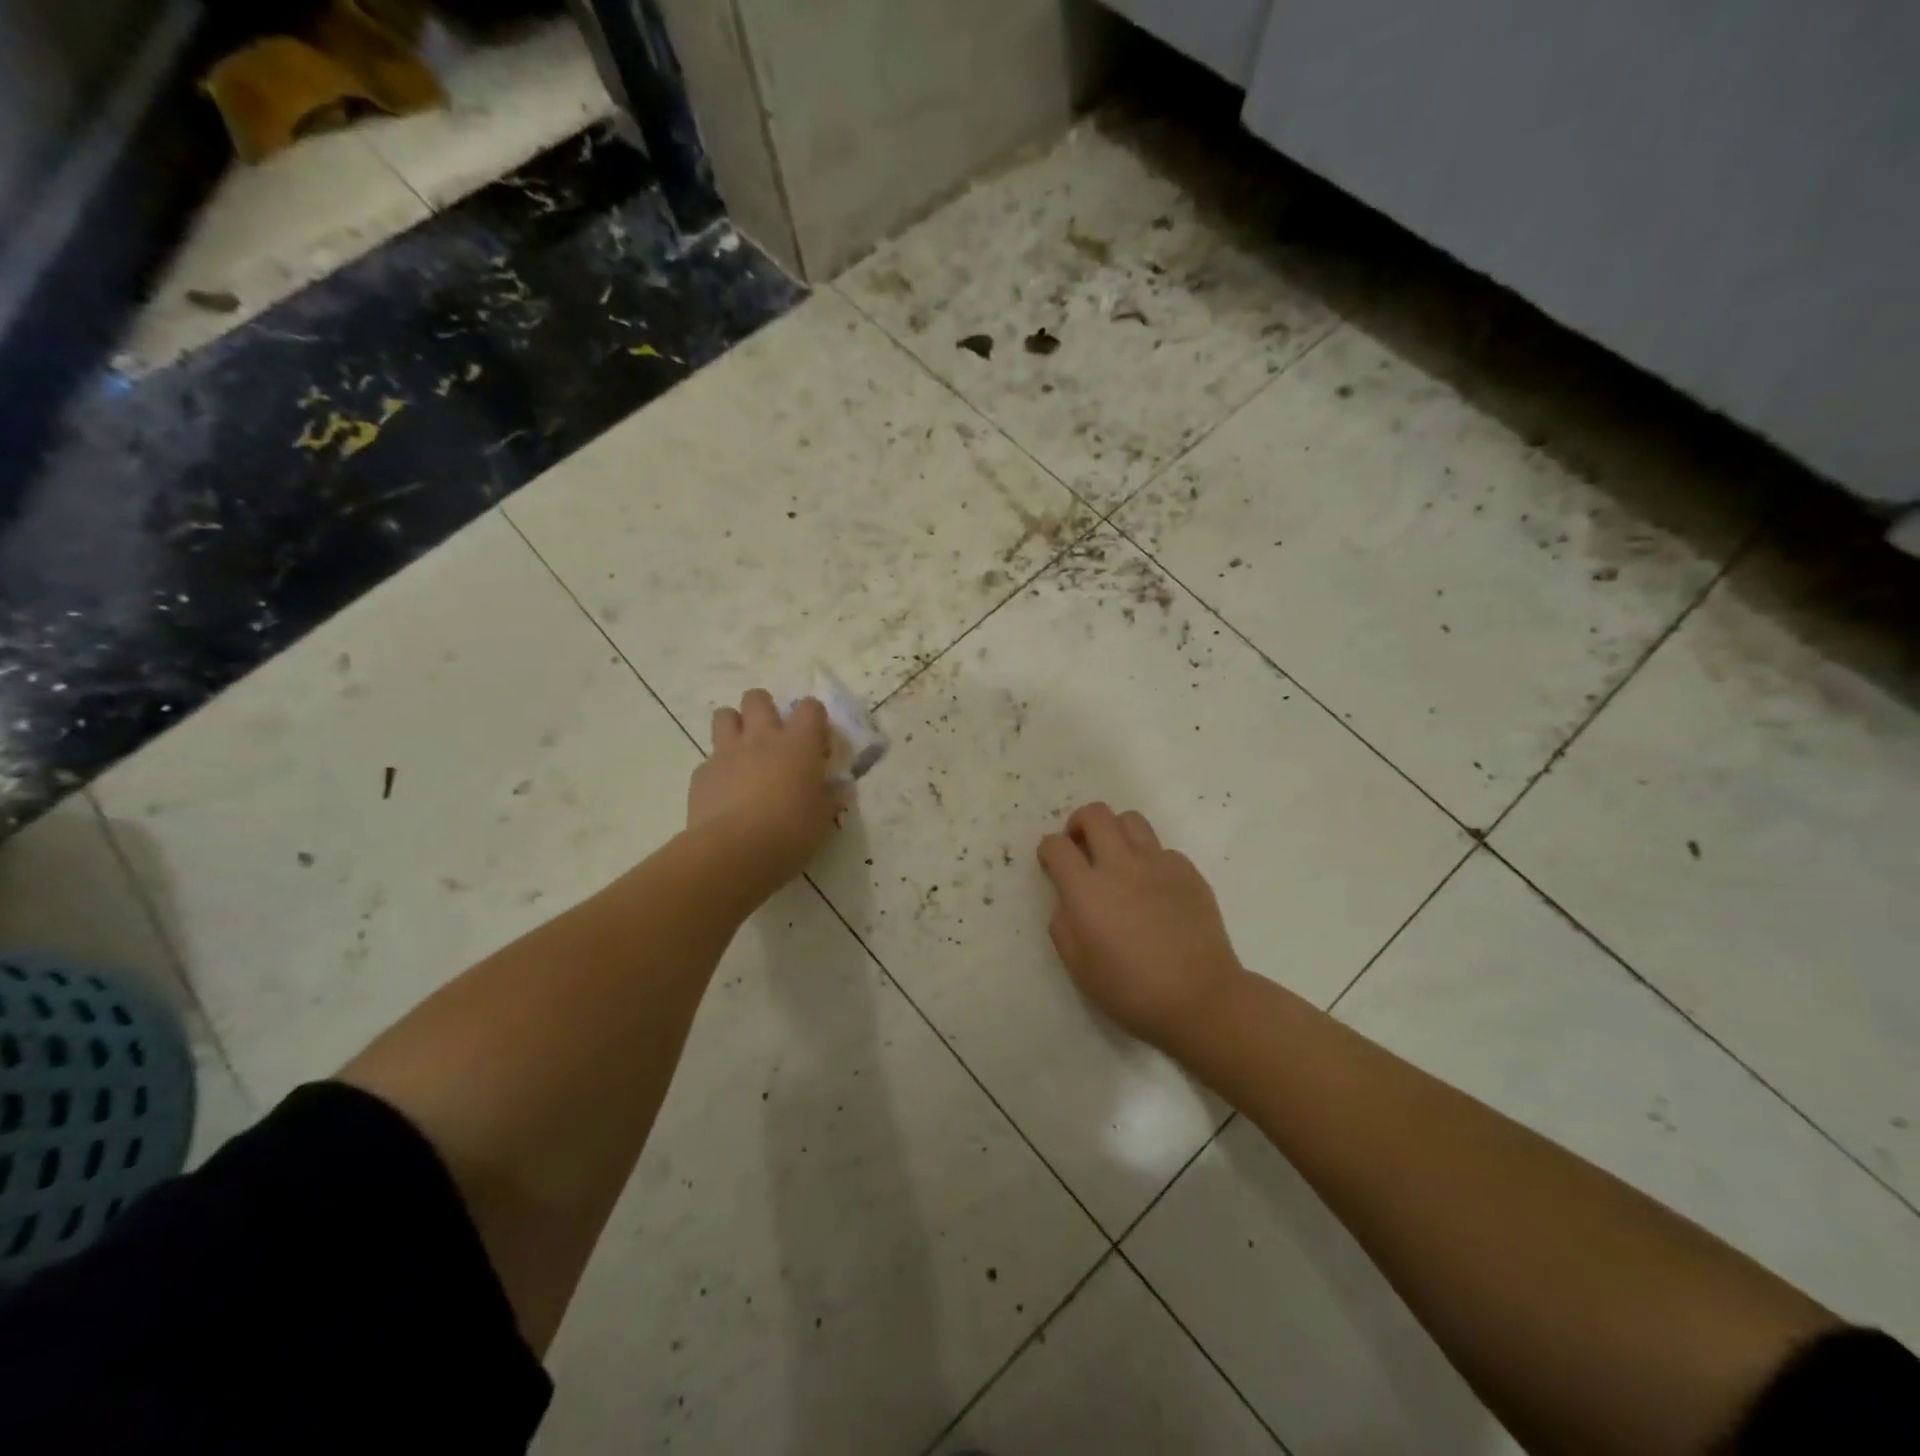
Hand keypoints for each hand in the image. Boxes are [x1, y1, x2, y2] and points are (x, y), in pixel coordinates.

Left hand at [688, 690, 844, 891]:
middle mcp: (762, 738)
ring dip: (734, 726)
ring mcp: (727, 753)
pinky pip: (709, 759)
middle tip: (771, 736)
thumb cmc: (790, 833)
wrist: (734, 852)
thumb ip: (829, 798)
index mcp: (799, 745)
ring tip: (743, 751)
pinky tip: (724, 792)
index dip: (813, 717)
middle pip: (757, 698)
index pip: (810, 707)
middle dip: (764, 709)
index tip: (815, 739)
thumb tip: (839, 790)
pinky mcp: (702, 774)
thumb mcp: (822, 818)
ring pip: (724, 715)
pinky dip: (718, 769)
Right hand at [1037, 803, 1244, 1049]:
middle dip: (1079, 824)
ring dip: (1115, 831)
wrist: (1201, 998)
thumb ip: (1063, 923)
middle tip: (1081, 846)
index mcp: (1087, 890)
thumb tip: (1069, 899)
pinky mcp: (1188, 870)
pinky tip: (1153, 888)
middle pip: (1094, 814)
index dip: (1048, 850)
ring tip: (1117, 857)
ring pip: (1130, 819)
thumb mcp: (1078, 966)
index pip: (1056, 846)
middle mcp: (1120, 865)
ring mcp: (1158, 863)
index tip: (1052, 863)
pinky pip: (1161, 848)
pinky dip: (1148, 858)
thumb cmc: (1131, 990)